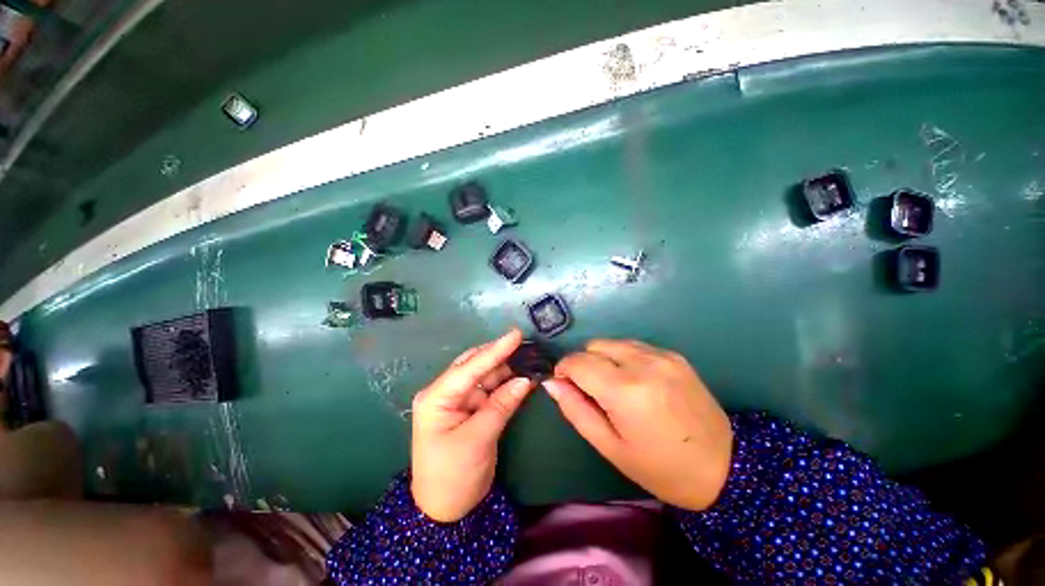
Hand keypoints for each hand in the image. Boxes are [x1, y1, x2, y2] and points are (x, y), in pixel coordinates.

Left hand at [411, 329, 534, 522]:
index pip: (469, 367)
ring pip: (484, 375)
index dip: (495, 350)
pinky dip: (505, 383)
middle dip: (499, 354)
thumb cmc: (453, 476)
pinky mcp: (470, 407)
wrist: (445, 510)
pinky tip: (521, 375)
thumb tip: (525, 379)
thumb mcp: (478, 440)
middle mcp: (445, 392)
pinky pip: (490, 389)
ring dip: (505, 367)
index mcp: (437, 397)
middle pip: (475, 365)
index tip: (516, 334)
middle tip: (524, 342)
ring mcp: (458, 399)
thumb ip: (502, 405)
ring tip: (527, 356)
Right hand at [544, 340, 732, 511]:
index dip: (563, 370)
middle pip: (593, 346)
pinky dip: (623, 357)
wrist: (725, 468)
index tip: (565, 385)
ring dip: (603, 358)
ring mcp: (662, 355)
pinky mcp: (674, 355)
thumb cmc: (660, 467)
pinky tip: (635, 381)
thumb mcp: (610, 447)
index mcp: (625, 390)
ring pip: (612, 342)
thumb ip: (575, 409)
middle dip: (583, 364)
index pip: (577, 362)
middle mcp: (643, 363)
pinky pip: (634, 346)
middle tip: (592, 392)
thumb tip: (551, 383)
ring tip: (614, 386)